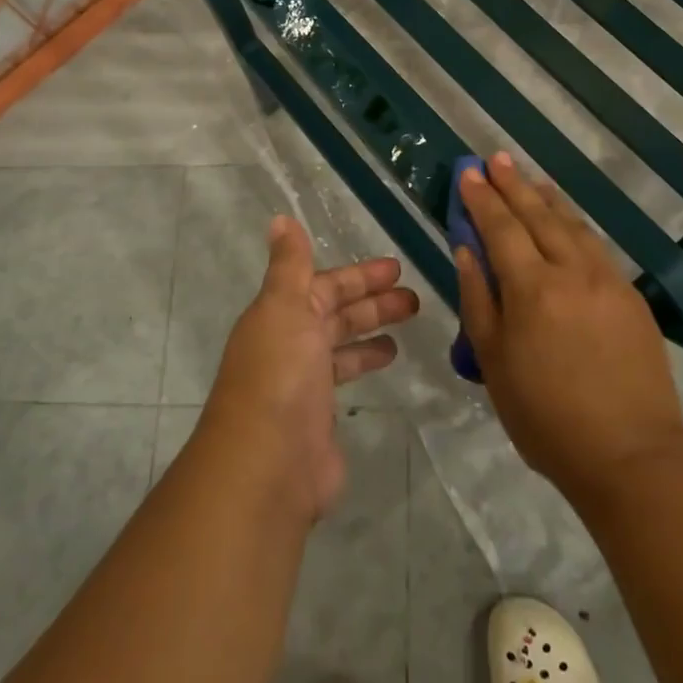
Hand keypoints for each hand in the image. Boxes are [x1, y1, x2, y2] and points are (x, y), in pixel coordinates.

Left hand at [202, 216, 418, 520]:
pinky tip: (387, 364)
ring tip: (408, 329)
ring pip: (342, 345)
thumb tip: (280, 219)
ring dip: (371, 332)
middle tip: (415, 300)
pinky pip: (344, 379)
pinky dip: (364, 365)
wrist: (267, 464)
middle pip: (336, 314)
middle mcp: (290, 344)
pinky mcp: (318, 417)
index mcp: (281, 315)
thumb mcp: (284, 308)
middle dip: (372, 303)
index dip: (358, 276)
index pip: (324, 285)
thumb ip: (289, 266)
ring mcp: (303, 382)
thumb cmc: (280, 375)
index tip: (396, 268)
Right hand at [456, 153, 682, 506]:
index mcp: (532, 289)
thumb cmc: (546, 417)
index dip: (483, 198)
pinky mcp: (631, 296)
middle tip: (497, 159)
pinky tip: (569, 222)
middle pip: (539, 216)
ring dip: (548, 199)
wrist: (630, 455)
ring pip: (573, 225)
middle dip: (514, 185)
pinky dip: (576, 224)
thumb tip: (467, 250)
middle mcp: (572, 271)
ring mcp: (608, 281)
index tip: (468, 172)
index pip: (501, 229)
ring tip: (531, 180)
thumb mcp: (494, 362)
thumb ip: (478, 299)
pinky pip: (596, 246)